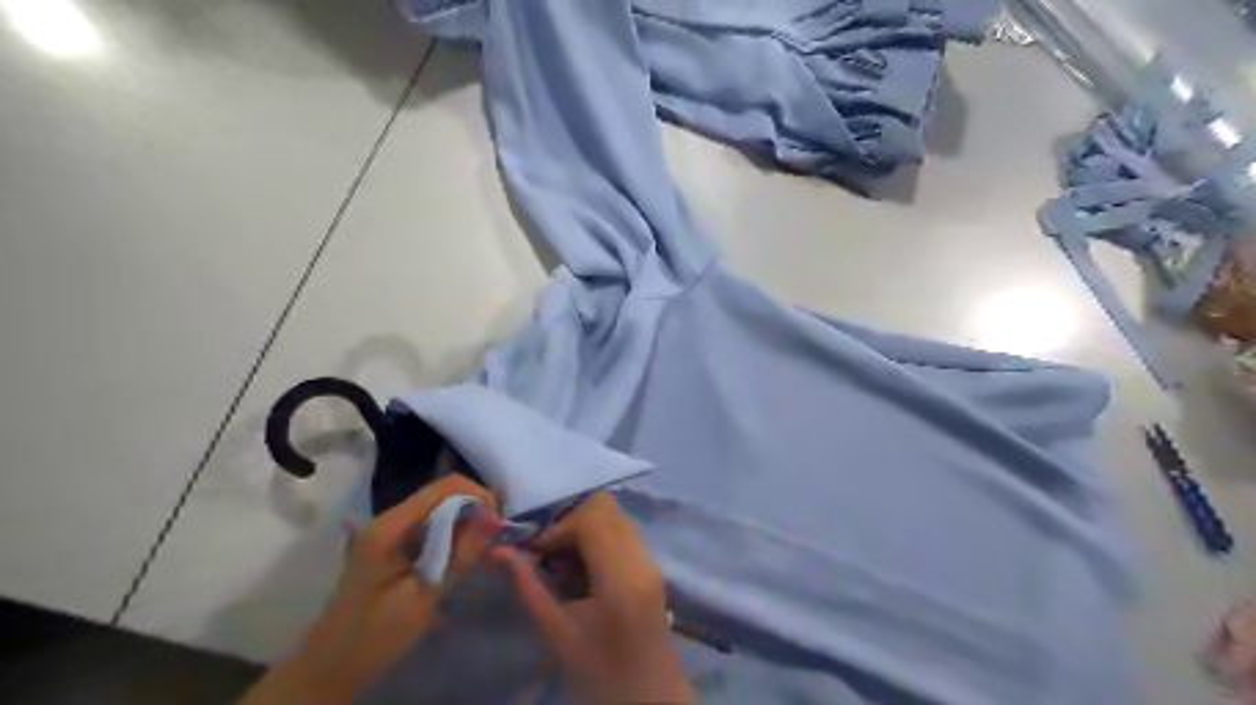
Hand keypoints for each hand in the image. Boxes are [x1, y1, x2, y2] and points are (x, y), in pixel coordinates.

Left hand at [240, 474, 500, 703]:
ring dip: (464, 523)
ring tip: (479, 552)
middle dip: (474, 511)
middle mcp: (388, 517)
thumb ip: (460, 555)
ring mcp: (387, 529)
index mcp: (391, 526)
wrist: (329, 667)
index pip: (446, 486)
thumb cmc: (375, 635)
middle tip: (491, 543)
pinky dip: (450, 534)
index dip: (479, 497)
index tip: (496, 527)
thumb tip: (495, 519)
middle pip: (443, 493)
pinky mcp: (390, 543)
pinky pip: (429, 525)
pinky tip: (457, 559)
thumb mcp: (424, 597)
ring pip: (438, 508)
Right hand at [488, 492, 689, 703]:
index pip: (591, 518)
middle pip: (606, 507)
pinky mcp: (652, 566)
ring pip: (614, 516)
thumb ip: (529, 587)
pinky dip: (597, 538)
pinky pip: (621, 532)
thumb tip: (499, 552)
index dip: (557, 527)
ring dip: (583, 528)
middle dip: (570, 521)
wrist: (650, 699)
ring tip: (562, 563)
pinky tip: (582, 570)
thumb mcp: (557, 634)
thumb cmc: (600, 674)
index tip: (536, 554)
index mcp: (621, 577)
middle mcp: (642, 558)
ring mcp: (651, 560)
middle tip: (548, 553)